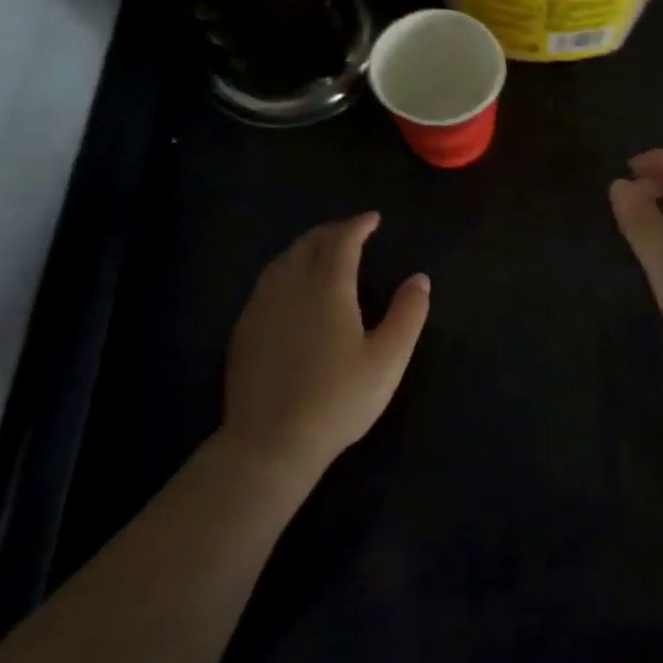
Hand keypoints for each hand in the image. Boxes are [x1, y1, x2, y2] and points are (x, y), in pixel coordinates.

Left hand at [221, 213, 429, 477]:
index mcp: (327, 287)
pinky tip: (291, 289)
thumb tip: (419, 279)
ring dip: (305, 247)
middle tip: (351, 231)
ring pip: (282, 261)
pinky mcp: (243, 330)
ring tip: (323, 252)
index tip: (373, 219)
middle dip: (331, 231)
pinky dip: (286, 270)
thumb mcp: (388, 359)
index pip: (342, 241)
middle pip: (308, 243)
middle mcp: (290, 286)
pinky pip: (267, 283)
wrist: (270, 443)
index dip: (358, 225)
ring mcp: (261, 308)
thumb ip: (408, 314)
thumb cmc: (338, 398)